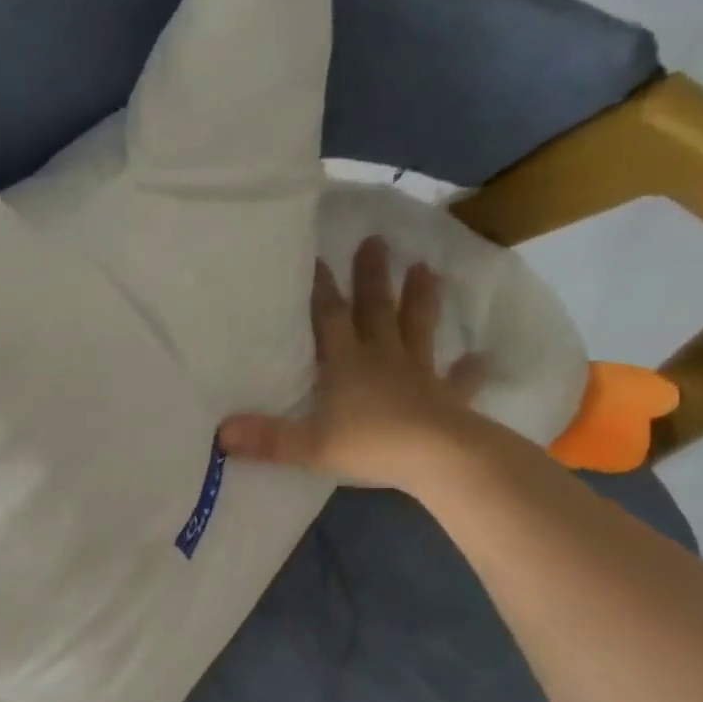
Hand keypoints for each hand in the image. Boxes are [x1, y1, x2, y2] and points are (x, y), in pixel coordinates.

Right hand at [218, 236, 486, 491]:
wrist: (440, 460)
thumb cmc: (370, 445)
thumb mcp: (307, 445)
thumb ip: (266, 439)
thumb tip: (220, 434)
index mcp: (346, 363)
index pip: (330, 317)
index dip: (322, 287)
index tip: (318, 256)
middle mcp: (382, 358)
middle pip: (376, 309)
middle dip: (374, 276)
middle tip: (377, 241)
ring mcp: (419, 375)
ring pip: (418, 328)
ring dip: (421, 299)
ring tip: (426, 268)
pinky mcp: (448, 398)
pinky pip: (460, 379)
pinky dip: (470, 369)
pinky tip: (482, 357)